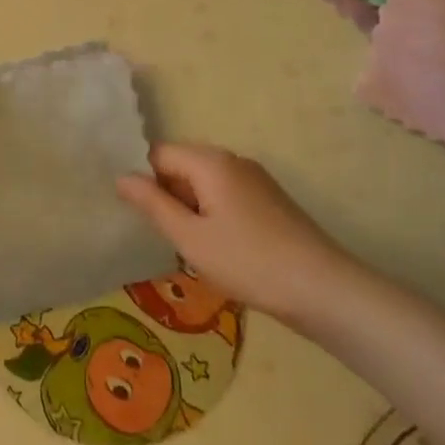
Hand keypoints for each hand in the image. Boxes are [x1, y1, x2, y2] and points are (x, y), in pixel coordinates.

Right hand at [117, 143, 357, 330]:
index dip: (142, 180)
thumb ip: (153, 204)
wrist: (323, 289)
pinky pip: (226, 195)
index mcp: (210, 161)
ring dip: (189, 207)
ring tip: (186, 246)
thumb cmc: (248, 261)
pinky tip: (217, 248)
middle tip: (159, 234)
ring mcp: (255, 179)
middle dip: (166, 194)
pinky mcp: (269, 200)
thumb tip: (121, 177)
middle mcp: (232, 160)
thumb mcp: (190, 237)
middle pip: (182, 165)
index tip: (134, 213)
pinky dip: (212, 214)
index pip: (158, 154)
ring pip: (204, 183)